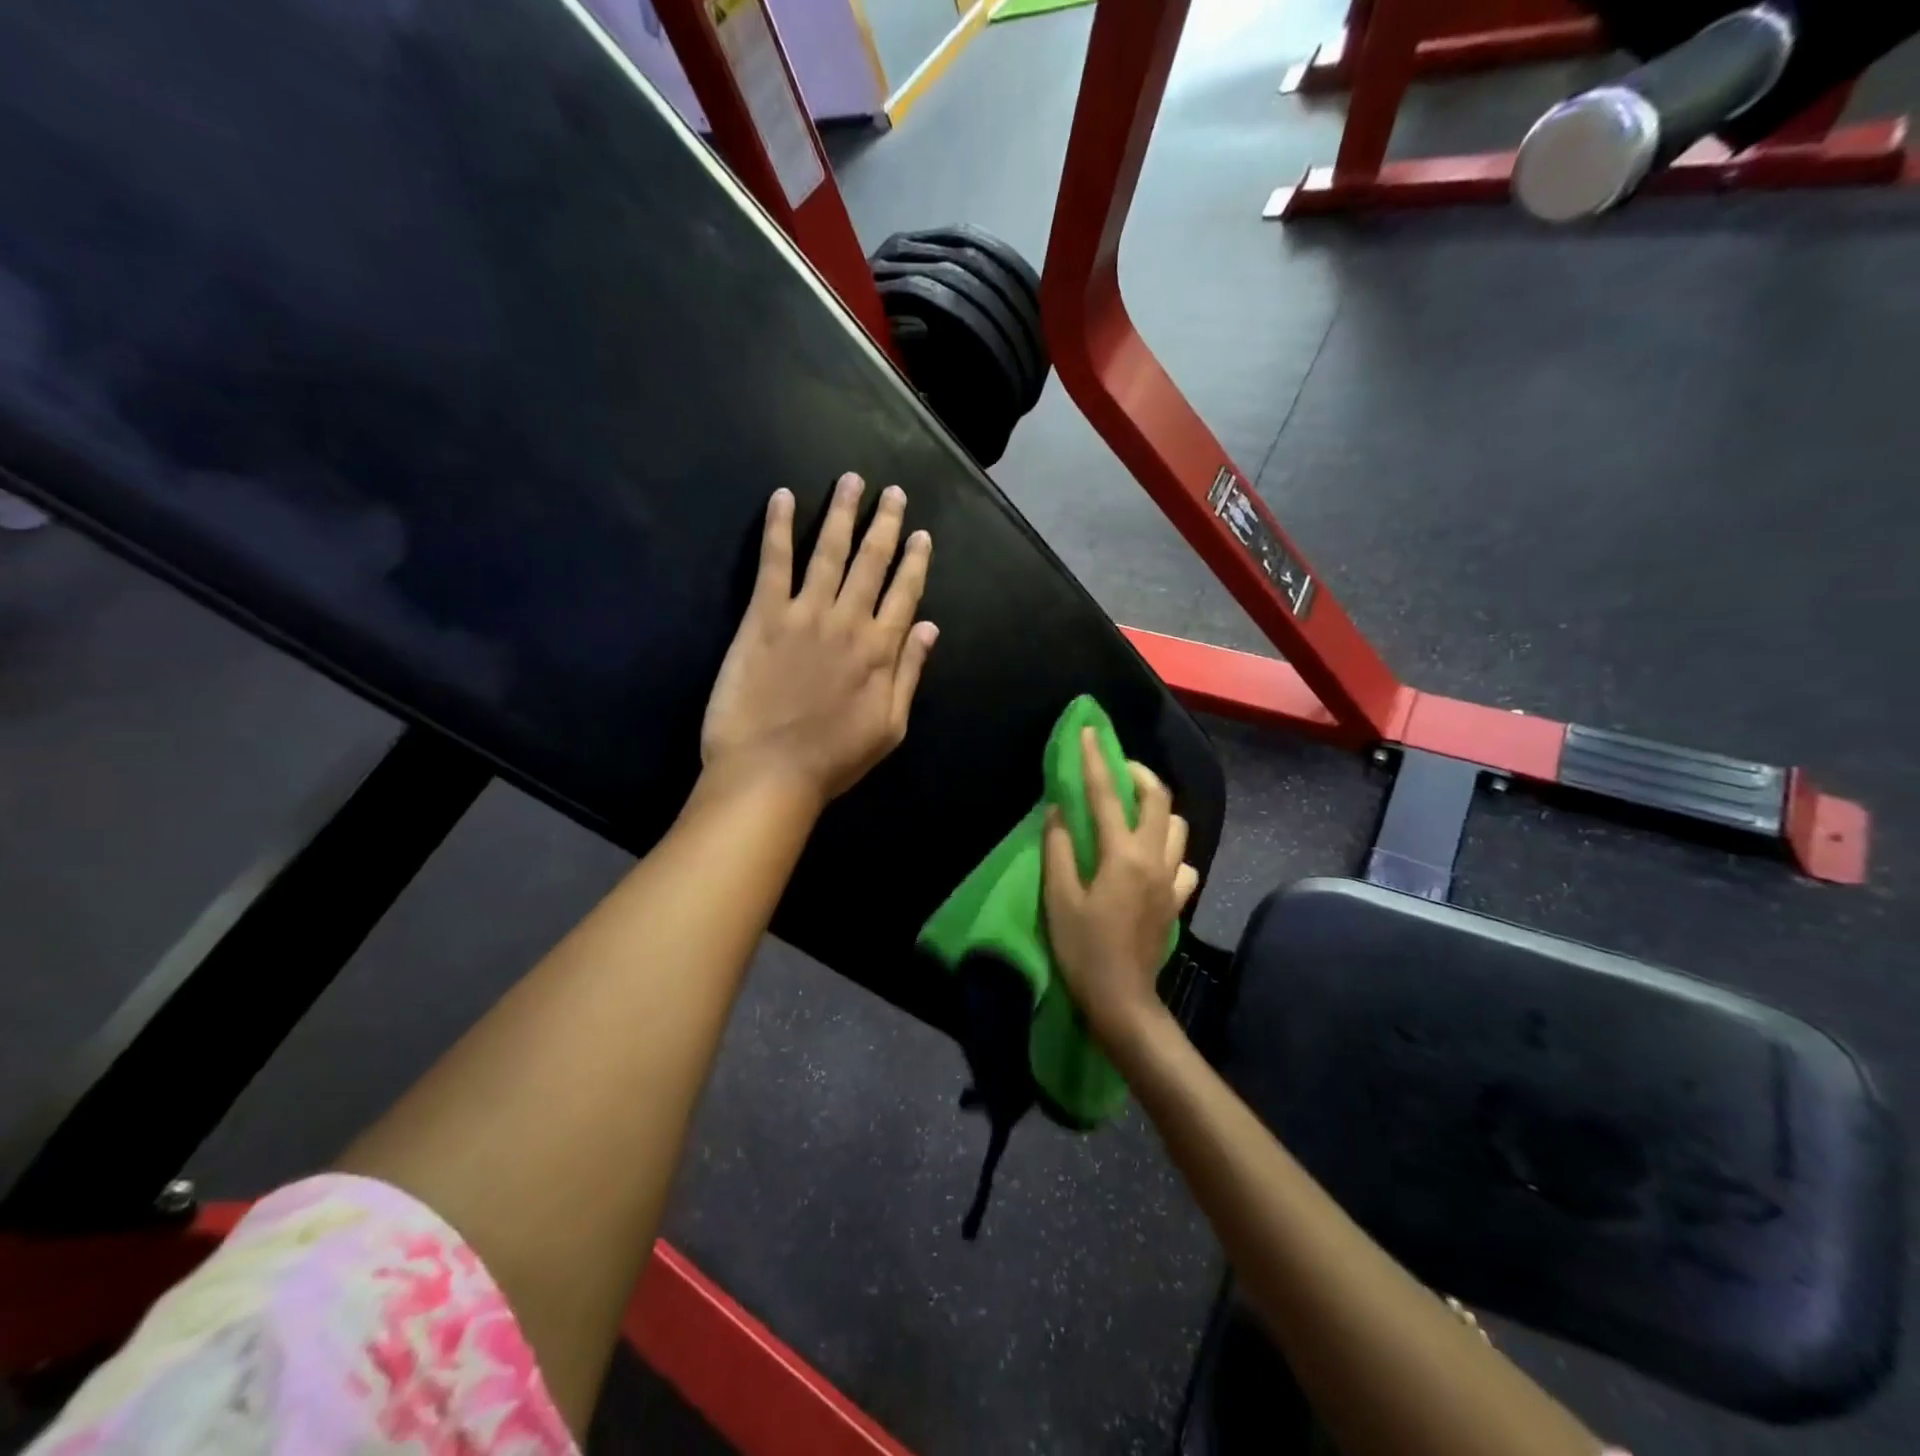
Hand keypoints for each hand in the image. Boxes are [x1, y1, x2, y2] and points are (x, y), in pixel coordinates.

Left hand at [701, 474, 936, 810]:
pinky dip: (780, 527)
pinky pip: (775, 562)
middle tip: (892, 493)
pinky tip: (785, 497)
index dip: (915, 561)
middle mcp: (850, 621)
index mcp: (881, 651)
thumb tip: (929, 628)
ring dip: (843, 513)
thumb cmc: (834, 759)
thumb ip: (909, 674)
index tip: (921, 535)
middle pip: (872, 562)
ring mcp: (806, 614)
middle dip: (885, 524)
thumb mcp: (889, 728)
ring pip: (830, 552)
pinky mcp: (765, 616)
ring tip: (852, 481)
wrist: (770, 771)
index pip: (905, 593)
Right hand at [1043, 729, 1198, 1044]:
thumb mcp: (1058, 898)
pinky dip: (1169, 848)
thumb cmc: (1082, 949)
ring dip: (1158, 808)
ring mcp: (1170, 879)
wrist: (1121, 999)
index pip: (1107, 795)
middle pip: (1159, 799)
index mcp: (1122, 855)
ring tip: (1134, 810)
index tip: (1089, 732)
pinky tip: (1151, 856)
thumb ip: (1059, 848)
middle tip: (1117, 767)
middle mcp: (1154, 859)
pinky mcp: (1175, 900)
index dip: (1096, 759)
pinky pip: (1183, 861)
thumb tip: (1059, 810)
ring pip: (1179, 826)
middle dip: (1139, 773)